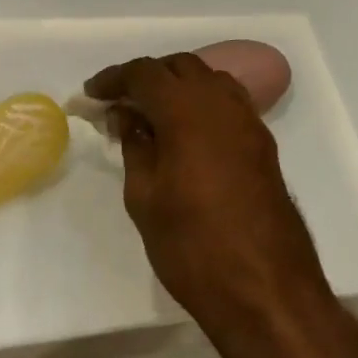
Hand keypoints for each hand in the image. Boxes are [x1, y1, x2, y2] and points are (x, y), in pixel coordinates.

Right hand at [85, 53, 332, 339]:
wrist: (266, 291)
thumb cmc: (192, 245)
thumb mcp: (144, 196)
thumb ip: (134, 145)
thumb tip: (127, 115)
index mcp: (186, 110)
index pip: (144, 73)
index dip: (114, 79)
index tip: (91, 95)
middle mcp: (221, 104)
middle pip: (179, 67)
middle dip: (146, 77)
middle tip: (119, 104)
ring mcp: (248, 122)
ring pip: (208, 80)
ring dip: (177, 86)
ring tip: (152, 115)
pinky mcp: (263, 145)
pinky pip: (228, 103)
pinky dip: (202, 103)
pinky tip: (186, 133)